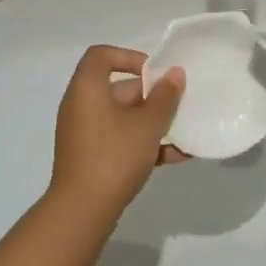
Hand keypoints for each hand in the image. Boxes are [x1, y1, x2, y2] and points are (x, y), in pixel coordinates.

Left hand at [49, 46, 184, 218]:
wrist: (83, 210)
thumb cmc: (114, 155)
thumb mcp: (147, 125)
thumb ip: (165, 97)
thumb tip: (175, 74)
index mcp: (87, 89)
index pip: (101, 55)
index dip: (129, 56)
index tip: (155, 73)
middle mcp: (81, 106)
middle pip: (118, 88)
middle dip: (152, 95)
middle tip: (179, 104)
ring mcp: (85, 134)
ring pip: (123, 117)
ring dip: (153, 122)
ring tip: (183, 131)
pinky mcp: (91, 157)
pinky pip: (120, 140)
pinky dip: (144, 143)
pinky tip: (176, 156)